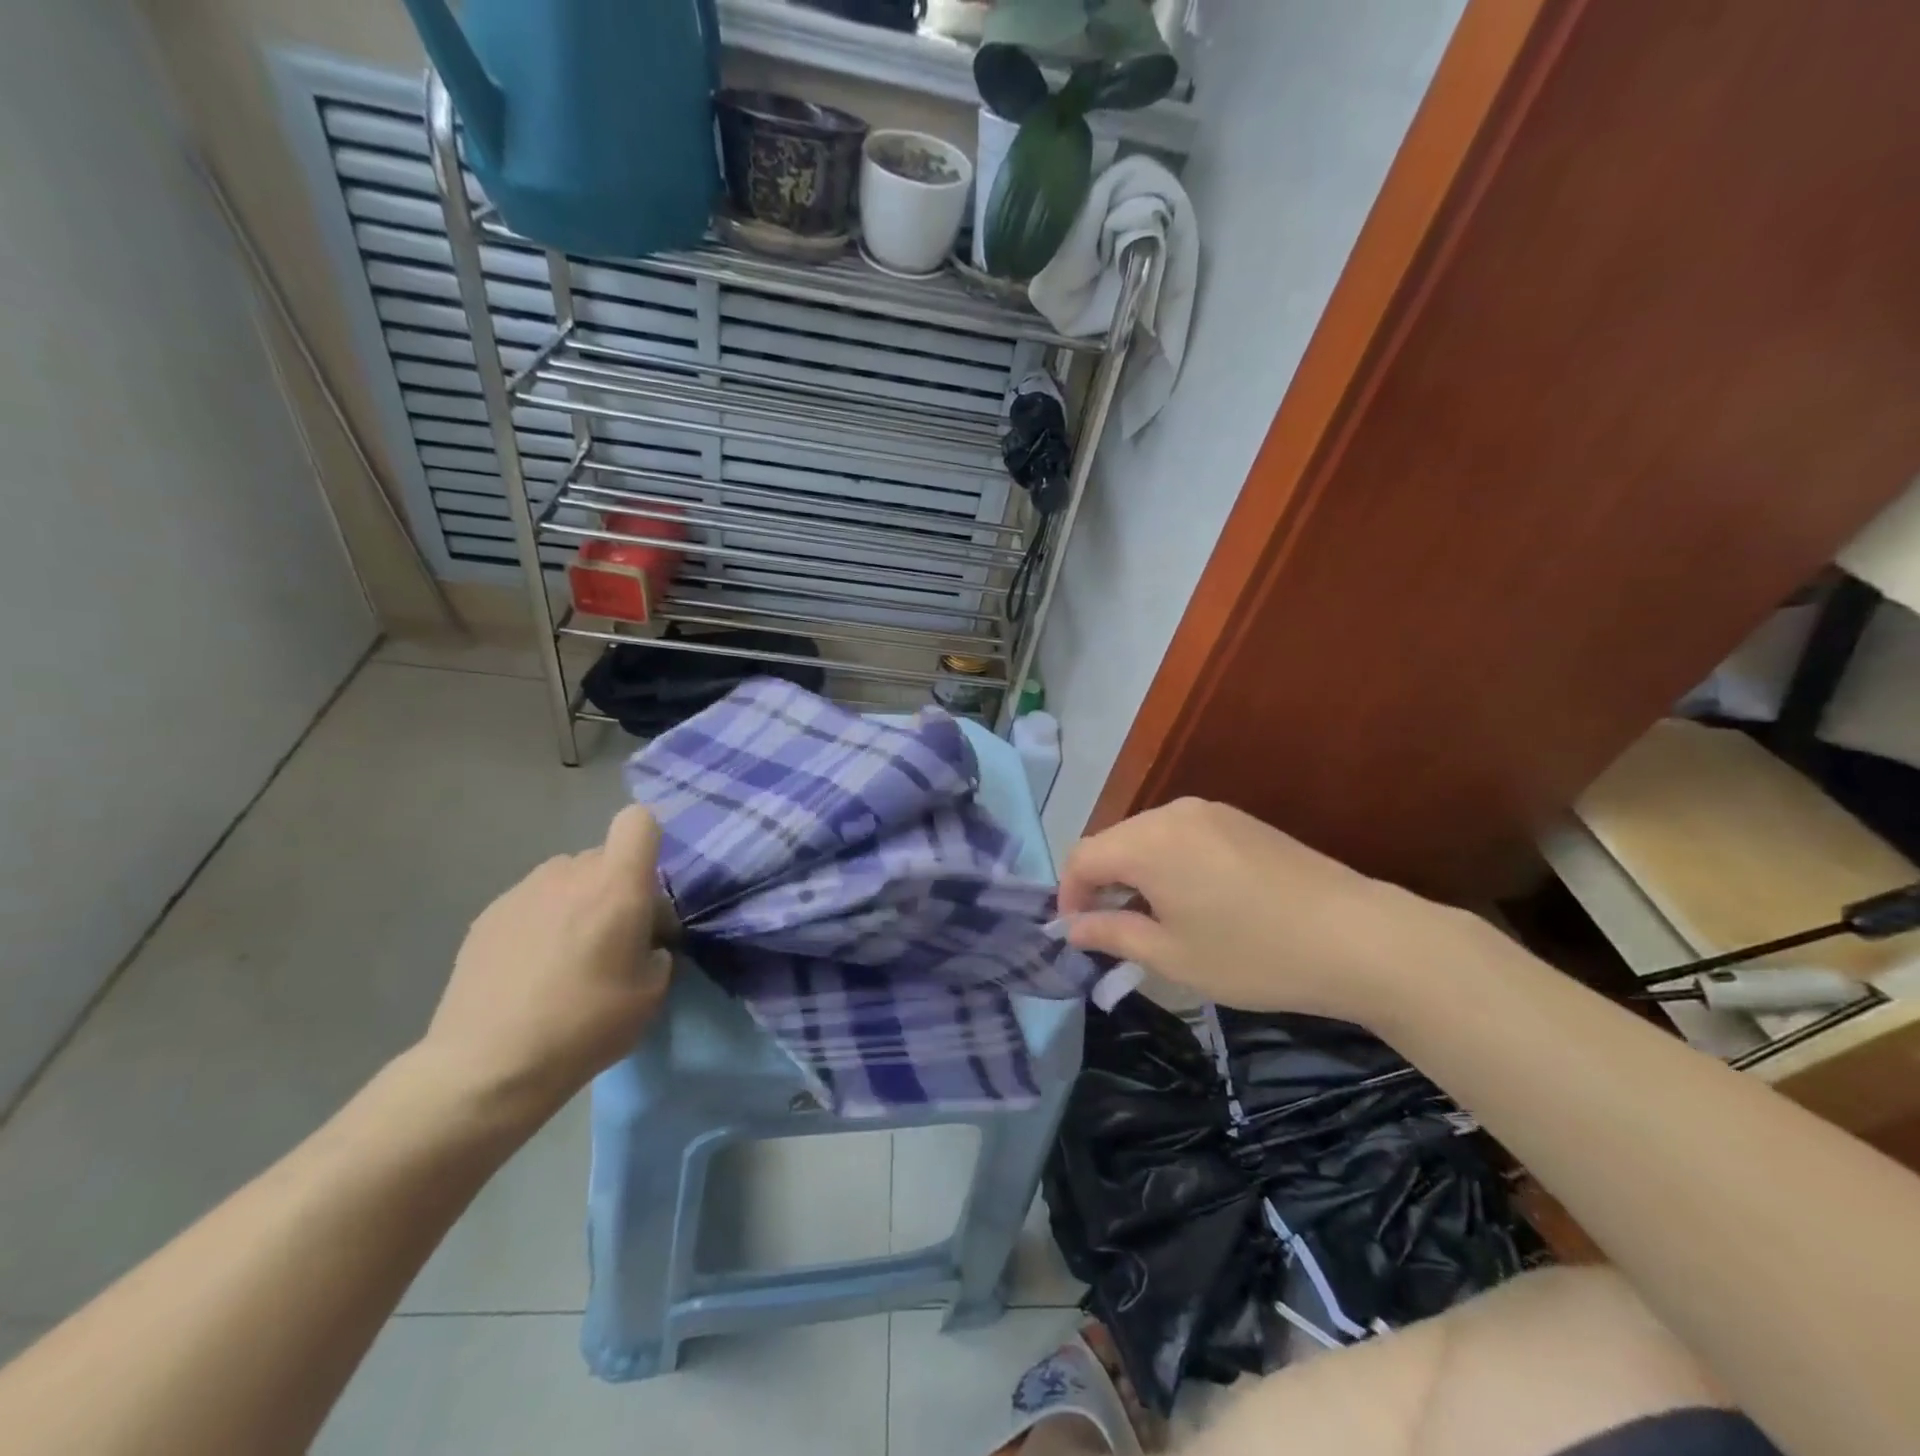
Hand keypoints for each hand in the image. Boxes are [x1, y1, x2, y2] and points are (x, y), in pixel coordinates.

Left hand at [419, 806, 671, 1117]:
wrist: (488, 1065)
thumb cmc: (585, 1024)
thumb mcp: (651, 992)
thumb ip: (657, 950)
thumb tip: (644, 941)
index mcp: (616, 884)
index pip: (638, 821)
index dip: (648, 842)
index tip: (648, 888)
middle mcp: (569, 873)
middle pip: (603, 857)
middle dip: (616, 887)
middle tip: (615, 938)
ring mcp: (522, 891)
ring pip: (565, 879)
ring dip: (577, 902)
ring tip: (569, 955)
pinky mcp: (488, 916)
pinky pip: (532, 903)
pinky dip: (541, 923)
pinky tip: (531, 971)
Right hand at [1058, 798, 1486, 1022]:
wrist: (1359, 937)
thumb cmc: (1254, 954)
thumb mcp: (1173, 956)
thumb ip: (1113, 934)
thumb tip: (1072, 927)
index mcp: (1148, 842)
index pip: (1082, 857)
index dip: (1068, 895)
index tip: (1075, 933)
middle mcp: (1173, 813)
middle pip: (1113, 841)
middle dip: (1101, 883)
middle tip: (1111, 931)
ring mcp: (1211, 812)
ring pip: (1147, 837)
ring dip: (1134, 873)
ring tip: (1151, 918)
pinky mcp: (1240, 820)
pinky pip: (1181, 835)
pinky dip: (1167, 863)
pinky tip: (1192, 899)